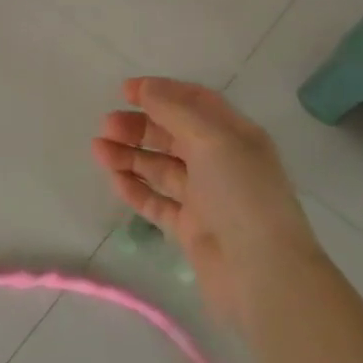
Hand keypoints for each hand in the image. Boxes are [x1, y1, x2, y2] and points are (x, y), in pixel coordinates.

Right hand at [93, 78, 322, 326]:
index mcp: (235, 136)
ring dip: (129, 155)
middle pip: (172, 135)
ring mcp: (205, 198)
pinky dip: (134, 188)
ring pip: (160, 167)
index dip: (161, 92)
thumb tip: (145, 88)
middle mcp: (221, 163)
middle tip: (107, 125)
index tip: (125, 90)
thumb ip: (175, 110)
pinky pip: (156, 202)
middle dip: (139, 126)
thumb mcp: (212, 140)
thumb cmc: (242, 195)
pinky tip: (113, 179)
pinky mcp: (190, 229)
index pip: (195, 102)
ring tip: (98, 150)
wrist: (263, 275)